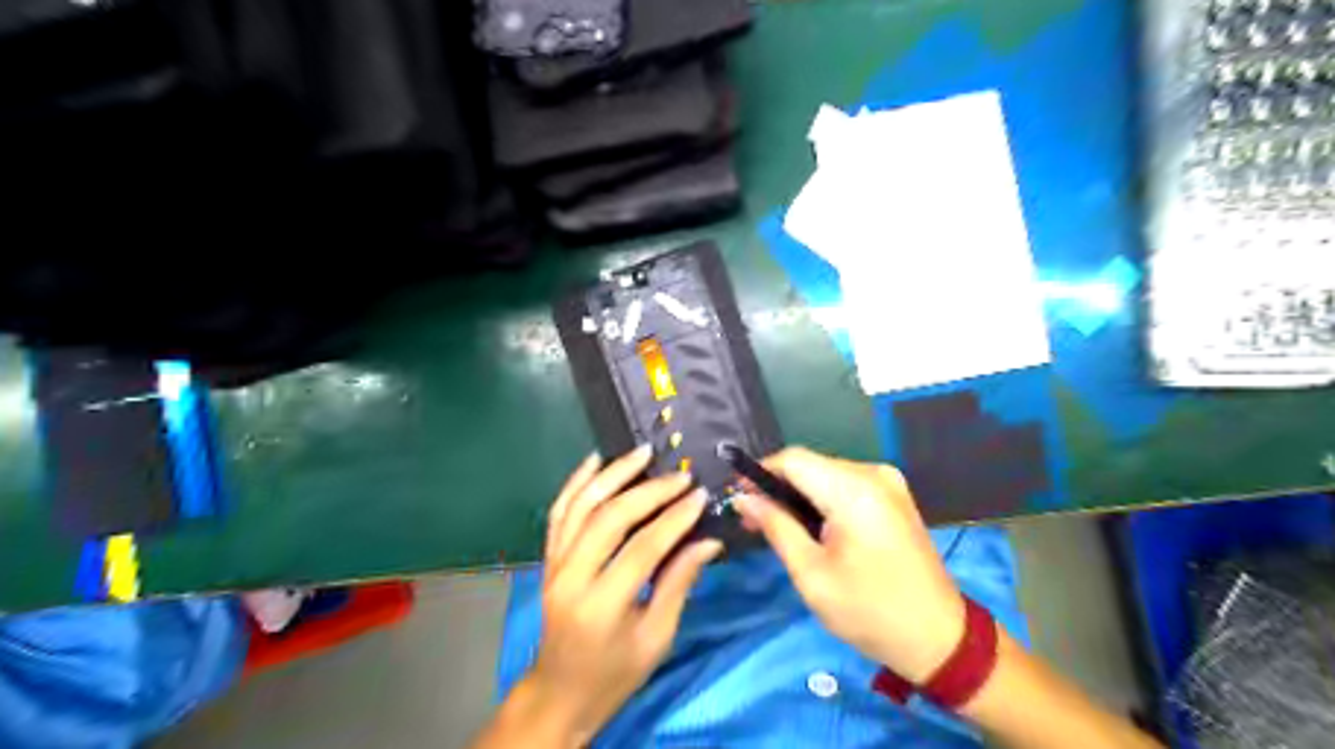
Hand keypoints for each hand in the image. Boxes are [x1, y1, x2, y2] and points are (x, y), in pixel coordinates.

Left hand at [518, 445, 718, 741]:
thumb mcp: (656, 637)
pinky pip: (559, 511)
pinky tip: (595, 460)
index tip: (699, 495)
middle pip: (610, 518)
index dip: (674, 519)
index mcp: (601, 606)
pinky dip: (576, 482)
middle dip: (649, 491)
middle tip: (680, 475)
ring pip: (581, 506)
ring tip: (642, 452)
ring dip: (613, 474)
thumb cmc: (615, 673)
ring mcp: (554, 564)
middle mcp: (571, 578)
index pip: (642, 548)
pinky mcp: (548, 557)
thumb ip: (679, 583)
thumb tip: (708, 541)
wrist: (559, 690)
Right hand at [735, 447, 966, 680]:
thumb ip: (776, 527)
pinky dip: (822, 499)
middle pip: (810, 465)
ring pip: (826, 473)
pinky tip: (811, 526)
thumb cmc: (869, 611)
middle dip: (778, 486)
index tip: (737, 495)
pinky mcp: (894, 495)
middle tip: (753, 518)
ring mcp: (889, 482)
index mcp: (854, 490)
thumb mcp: (811, 574)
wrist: (939, 637)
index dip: (760, 471)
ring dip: (799, 494)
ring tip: (777, 525)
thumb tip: (743, 499)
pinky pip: (846, 485)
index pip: (793, 459)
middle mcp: (874, 473)